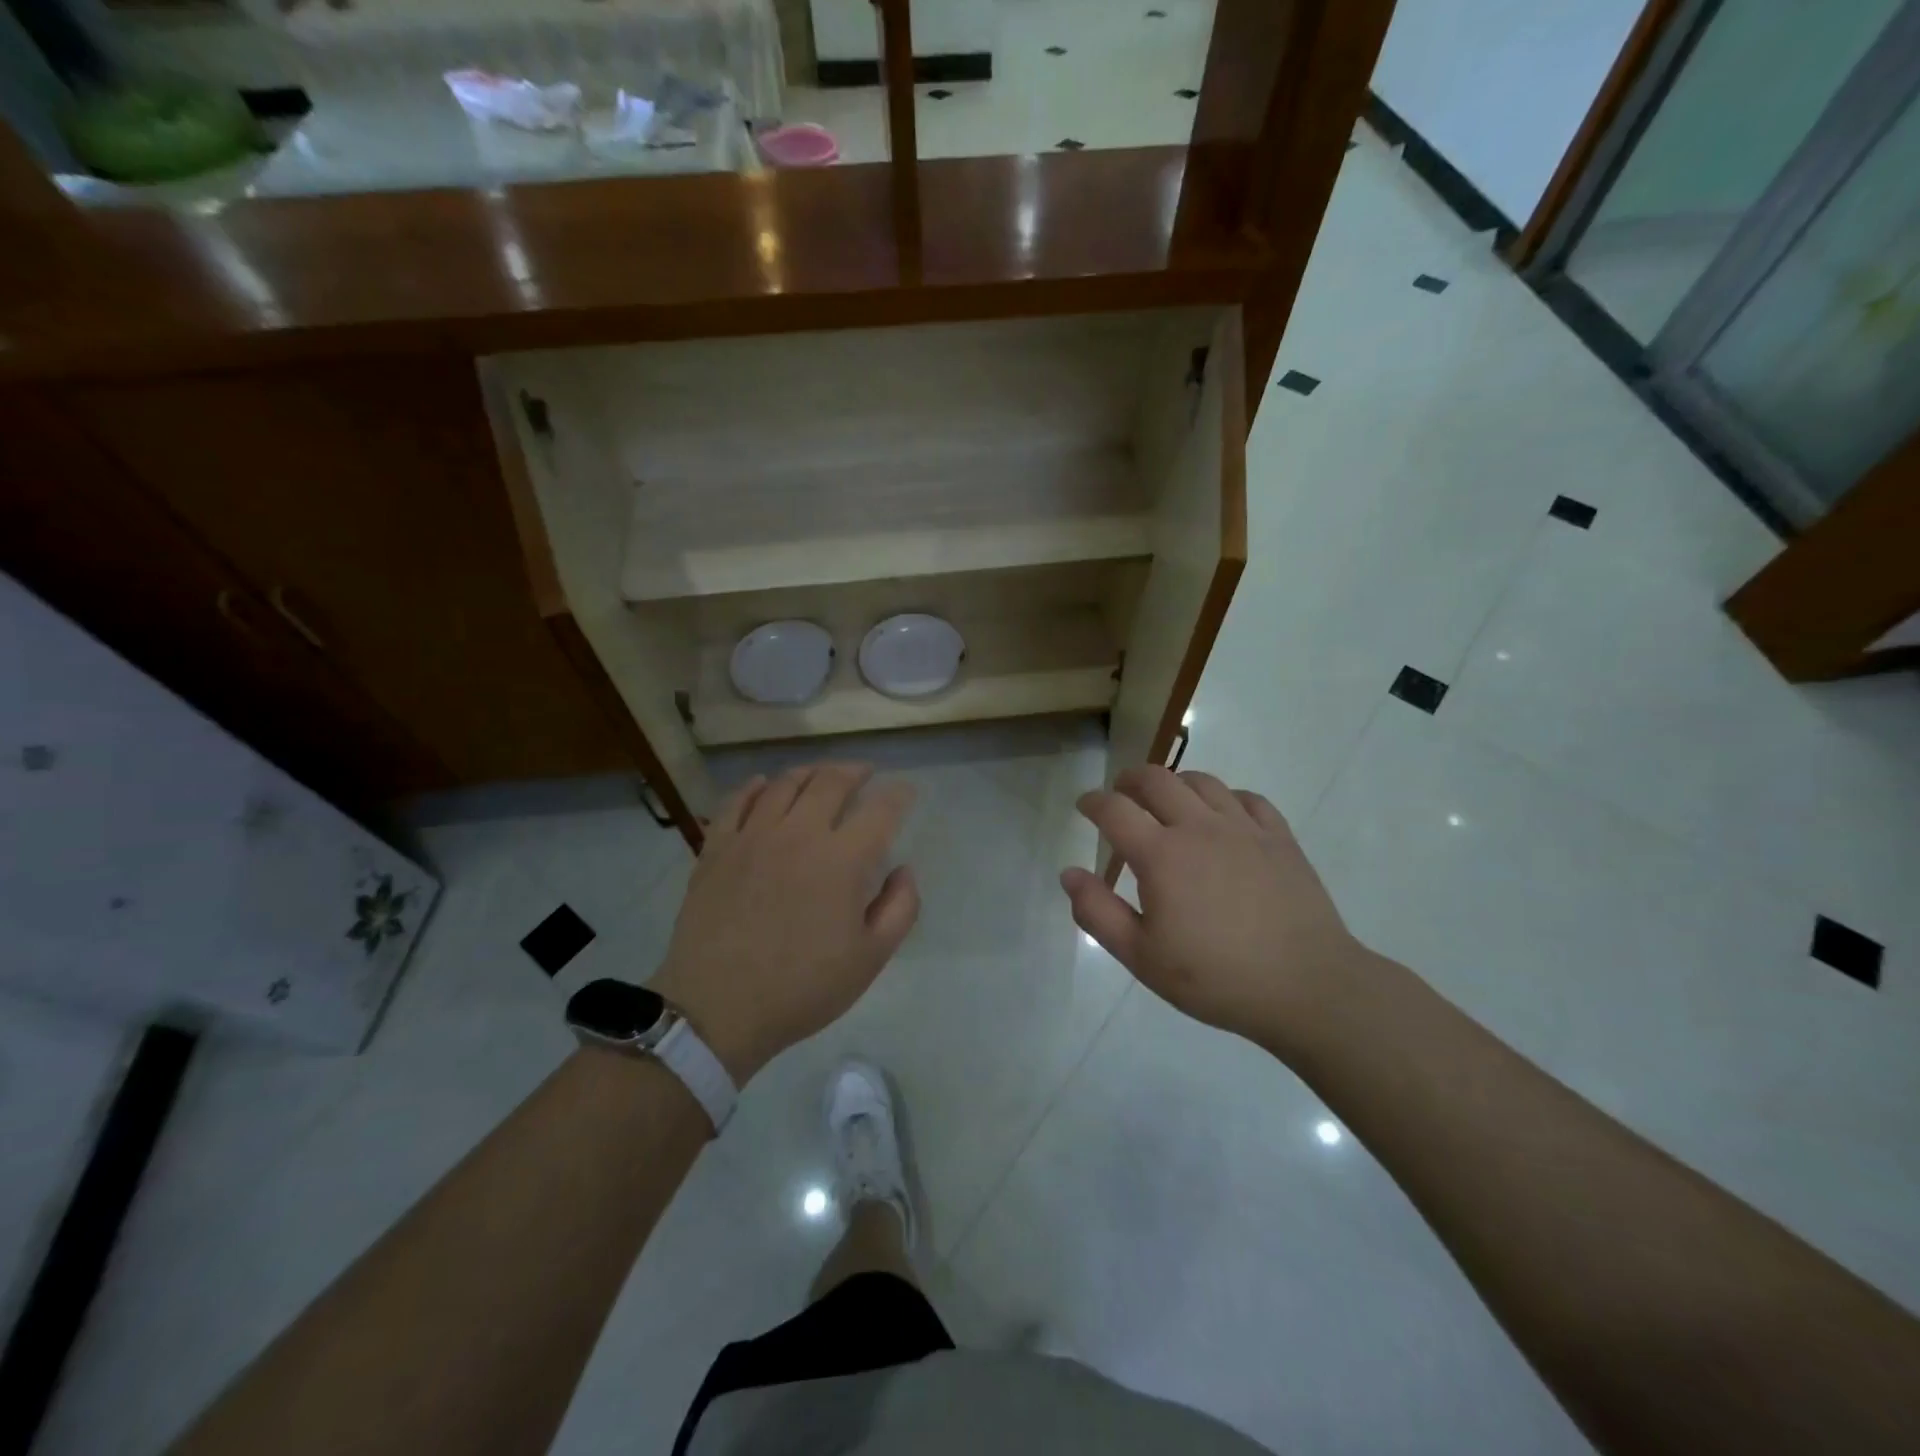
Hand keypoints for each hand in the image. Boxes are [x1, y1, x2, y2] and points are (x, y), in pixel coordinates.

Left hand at [650, 764, 918, 1083]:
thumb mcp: (870, 959)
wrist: (717, 1008)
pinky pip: (738, 801)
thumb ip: (899, 908)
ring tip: (821, 774)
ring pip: (785, 784)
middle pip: (831, 782)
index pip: (880, 810)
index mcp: (841, 860)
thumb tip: (904, 870)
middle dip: (855, 771)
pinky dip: (756, 787)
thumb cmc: (801, 988)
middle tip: (865, 772)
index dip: (899, 794)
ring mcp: (753, 836)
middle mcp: (798, 834)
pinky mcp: (717, 847)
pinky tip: (764, 785)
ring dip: (810, 772)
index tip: (906, 791)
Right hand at [1060, 766, 1362, 1050]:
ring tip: (1167, 799)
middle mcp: (1199, 828)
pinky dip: (1224, 798)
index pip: (1114, 810)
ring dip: (1174, 783)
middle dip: (1130, 780)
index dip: (1093, 802)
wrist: (1306, 987)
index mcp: (1161, 855)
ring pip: (1202, 781)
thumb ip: (1097, 912)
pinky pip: (1247, 798)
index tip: (1084, 805)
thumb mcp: (1141, 957)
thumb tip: (1069, 873)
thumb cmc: (1215, 978)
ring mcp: (1244, 829)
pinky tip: (1222, 815)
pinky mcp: (1280, 838)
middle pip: (1156, 780)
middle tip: (1120, 793)